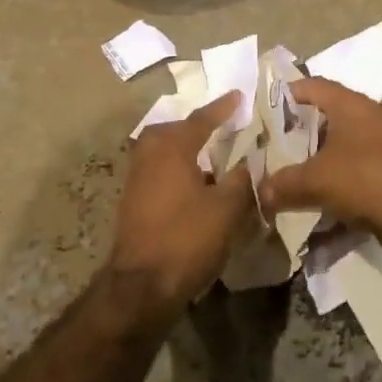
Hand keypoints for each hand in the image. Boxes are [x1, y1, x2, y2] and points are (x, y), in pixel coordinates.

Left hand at [108, 92, 258, 309]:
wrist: (141, 286)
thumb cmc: (187, 239)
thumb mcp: (227, 209)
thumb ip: (241, 180)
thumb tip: (248, 163)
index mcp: (172, 148)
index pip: (201, 119)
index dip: (222, 108)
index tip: (238, 96)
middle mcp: (149, 155)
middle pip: (173, 131)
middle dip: (196, 127)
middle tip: (219, 127)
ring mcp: (136, 179)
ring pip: (163, 151)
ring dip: (186, 150)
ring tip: (211, 158)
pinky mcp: (133, 201)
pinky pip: (159, 171)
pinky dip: (178, 170)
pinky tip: (196, 186)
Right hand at [257, 79, 381, 263]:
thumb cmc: (364, 178)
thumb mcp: (315, 180)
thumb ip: (283, 184)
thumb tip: (260, 193)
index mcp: (350, 104)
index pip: (313, 86)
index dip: (288, 93)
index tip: (266, 107)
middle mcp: (369, 117)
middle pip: (328, 117)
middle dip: (301, 132)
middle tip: (274, 146)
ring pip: (342, 146)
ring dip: (320, 159)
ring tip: (293, 173)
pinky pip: (356, 170)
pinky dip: (338, 180)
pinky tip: (320, 198)